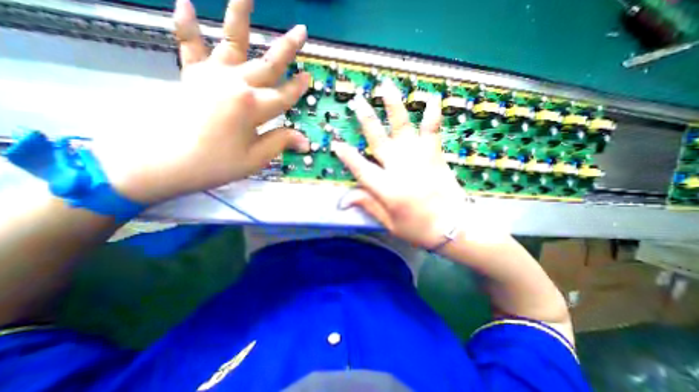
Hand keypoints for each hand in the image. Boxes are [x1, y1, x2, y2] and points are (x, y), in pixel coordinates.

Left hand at [99, 0, 307, 202]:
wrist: (163, 162)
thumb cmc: (216, 163)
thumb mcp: (255, 158)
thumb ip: (281, 142)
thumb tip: (305, 141)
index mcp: (253, 107)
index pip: (284, 96)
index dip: (298, 88)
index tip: (309, 77)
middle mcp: (236, 85)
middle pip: (267, 64)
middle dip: (287, 48)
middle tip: (301, 31)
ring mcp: (211, 76)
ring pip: (231, 42)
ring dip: (240, 16)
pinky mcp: (190, 76)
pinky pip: (188, 47)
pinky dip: (185, 25)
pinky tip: (185, 3)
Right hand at [332, 81, 469, 249]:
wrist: (454, 228)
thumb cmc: (419, 229)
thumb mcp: (389, 224)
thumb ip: (368, 206)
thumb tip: (343, 200)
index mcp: (387, 189)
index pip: (360, 168)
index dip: (347, 155)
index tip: (335, 142)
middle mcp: (400, 169)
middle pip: (379, 140)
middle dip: (366, 119)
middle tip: (357, 101)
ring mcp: (419, 159)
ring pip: (403, 128)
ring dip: (393, 106)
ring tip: (386, 86)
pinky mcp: (435, 156)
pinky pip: (433, 131)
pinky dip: (432, 114)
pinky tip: (431, 97)